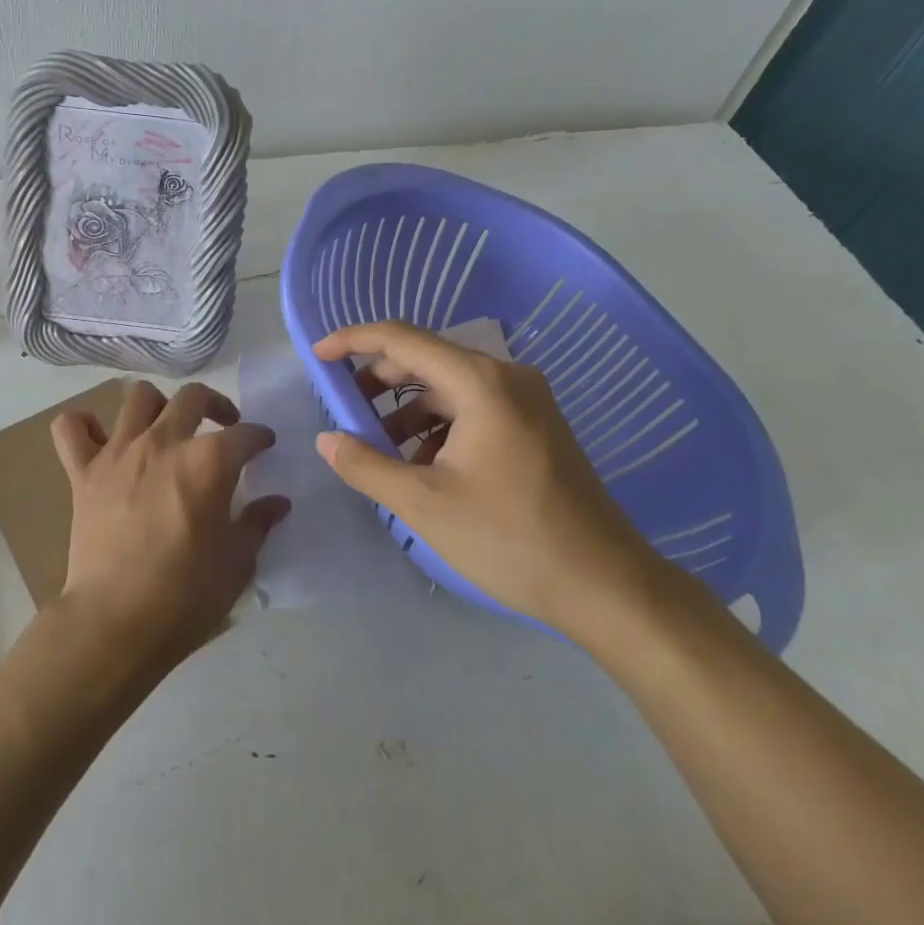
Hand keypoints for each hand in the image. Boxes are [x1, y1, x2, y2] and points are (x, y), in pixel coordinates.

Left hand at [51, 380, 288, 672]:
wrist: (116, 623)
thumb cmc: (185, 596)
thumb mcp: (237, 563)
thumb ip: (257, 524)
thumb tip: (277, 503)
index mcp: (208, 463)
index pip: (244, 435)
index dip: (260, 437)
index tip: (265, 445)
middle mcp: (163, 443)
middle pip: (193, 397)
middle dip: (216, 404)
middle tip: (223, 426)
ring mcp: (119, 453)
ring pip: (138, 398)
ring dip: (158, 406)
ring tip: (166, 428)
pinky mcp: (83, 473)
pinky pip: (71, 428)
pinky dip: (83, 426)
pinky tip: (99, 439)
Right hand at [312, 320, 659, 643]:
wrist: (606, 584)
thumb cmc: (510, 538)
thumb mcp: (424, 504)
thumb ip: (366, 465)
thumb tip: (327, 440)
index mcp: (480, 382)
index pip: (401, 339)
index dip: (352, 341)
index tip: (317, 357)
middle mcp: (506, 377)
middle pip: (426, 358)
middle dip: (378, 381)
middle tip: (344, 411)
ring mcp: (527, 400)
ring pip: (448, 386)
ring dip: (407, 408)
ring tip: (379, 447)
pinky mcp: (535, 425)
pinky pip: (472, 407)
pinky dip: (438, 425)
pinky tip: (421, 463)